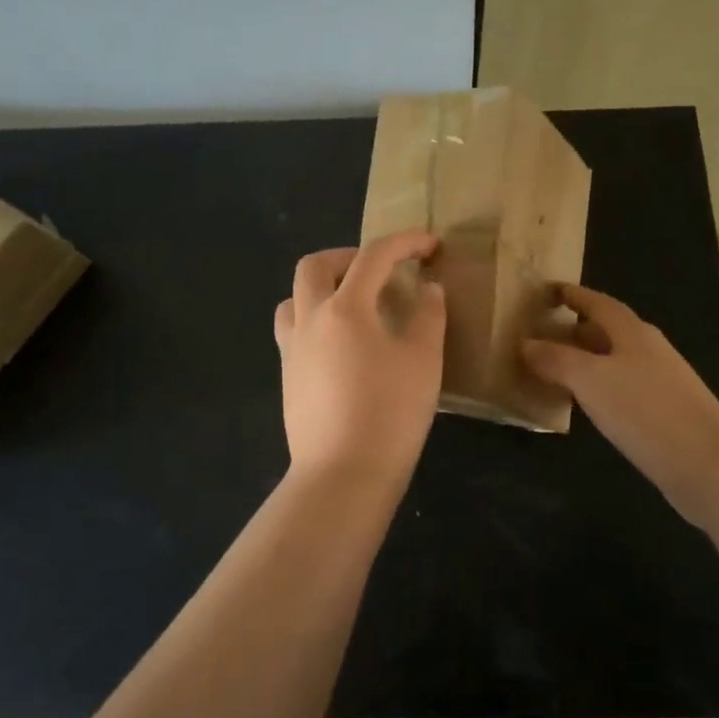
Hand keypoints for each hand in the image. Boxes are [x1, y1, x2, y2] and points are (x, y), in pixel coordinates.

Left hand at [273, 232, 445, 491]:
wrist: (342, 474)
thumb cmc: (390, 413)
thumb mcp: (423, 361)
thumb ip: (428, 316)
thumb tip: (428, 289)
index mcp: (346, 308)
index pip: (373, 257)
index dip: (404, 242)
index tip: (430, 244)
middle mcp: (310, 319)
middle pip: (315, 265)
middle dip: (348, 256)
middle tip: (379, 270)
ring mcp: (292, 349)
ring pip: (294, 297)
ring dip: (321, 287)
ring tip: (353, 304)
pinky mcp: (288, 376)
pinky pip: (293, 329)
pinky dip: (315, 319)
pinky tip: (342, 345)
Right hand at [522, 284, 718, 522]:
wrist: (710, 467)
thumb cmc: (646, 411)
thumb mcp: (591, 380)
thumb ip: (556, 359)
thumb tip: (525, 343)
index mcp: (633, 333)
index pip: (598, 303)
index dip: (573, 295)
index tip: (546, 291)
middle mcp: (648, 351)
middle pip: (607, 331)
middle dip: (574, 329)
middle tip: (540, 334)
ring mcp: (660, 383)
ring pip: (614, 361)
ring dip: (584, 361)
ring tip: (552, 369)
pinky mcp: (664, 415)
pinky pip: (621, 389)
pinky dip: (597, 389)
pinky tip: (583, 406)